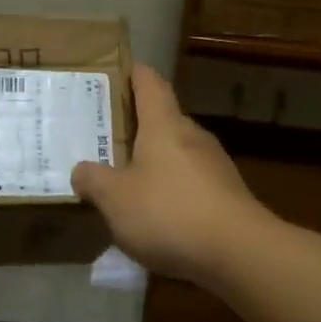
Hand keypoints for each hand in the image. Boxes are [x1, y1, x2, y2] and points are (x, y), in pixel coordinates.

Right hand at [71, 65, 272, 284]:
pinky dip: (171, 190)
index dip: (135, 73)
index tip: (120, 69)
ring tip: (126, 179)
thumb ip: (93, 180)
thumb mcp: (115, 198)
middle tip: (107, 137)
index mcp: (164, 125)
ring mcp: (215, 166)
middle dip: (137, 126)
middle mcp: (193, 137)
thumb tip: (81, 170)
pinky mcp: (227, 196)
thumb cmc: (169, 211)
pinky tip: (156, 214)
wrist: (238, 252)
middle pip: (163, 120)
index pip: (150, 83)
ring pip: (177, 153)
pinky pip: (191, 183)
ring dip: (154, 161)